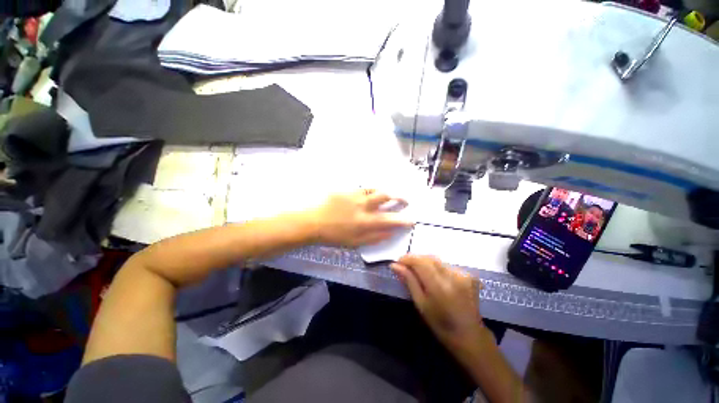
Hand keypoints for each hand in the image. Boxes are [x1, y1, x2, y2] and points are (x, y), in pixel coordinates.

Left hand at [309, 190, 412, 247]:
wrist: (313, 221)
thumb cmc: (334, 235)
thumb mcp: (355, 242)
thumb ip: (375, 238)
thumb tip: (391, 233)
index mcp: (366, 221)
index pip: (392, 220)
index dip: (404, 220)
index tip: (411, 220)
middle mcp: (364, 205)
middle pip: (386, 196)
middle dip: (400, 197)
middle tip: (404, 200)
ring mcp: (356, 195)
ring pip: (376, 189)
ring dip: (386, 192)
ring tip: (389, 196)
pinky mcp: (348, 189)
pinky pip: (364, 187)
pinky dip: (372, 191)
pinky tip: (371, 194)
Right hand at [390, 255, 486, 349]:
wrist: (469, 335)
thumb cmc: (440, 323)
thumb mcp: (420, 303)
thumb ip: (409, 280)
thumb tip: (394, 265)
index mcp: (440, 287)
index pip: (420, 262)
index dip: (407, 258)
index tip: (398, 262)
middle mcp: (453, 276)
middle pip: (429, 258)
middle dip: (416, 259)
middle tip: (406, 267)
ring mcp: (464, 275)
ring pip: (438, 260)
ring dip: (426, 263)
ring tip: (420, 273)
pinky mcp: (470, 275)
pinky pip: (447, 265)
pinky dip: (437, 267)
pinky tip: (435, 277)